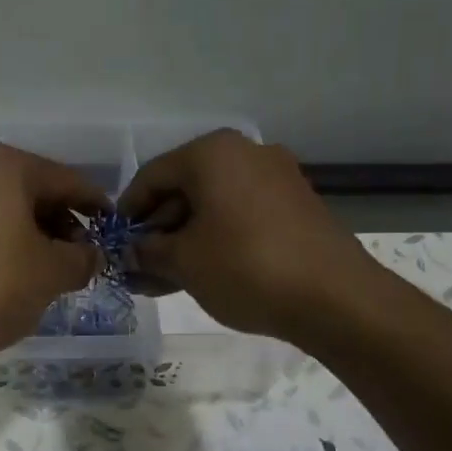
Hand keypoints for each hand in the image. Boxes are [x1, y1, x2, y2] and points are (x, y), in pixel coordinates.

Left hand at [0, 143, 105, 371]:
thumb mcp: (53, 273)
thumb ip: (83, 258)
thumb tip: (93, 256)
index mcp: (6, 167)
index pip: (67, 181)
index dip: (96, 206)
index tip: (115, 228)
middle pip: (34, 192)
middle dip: (64, 223)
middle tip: (84, 257)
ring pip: (7, 212)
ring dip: (36, 237)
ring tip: (54, 272)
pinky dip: (7, 246)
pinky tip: (18, 277)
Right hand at [118, 129, 371, 341]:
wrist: (334, 297)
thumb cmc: (245, 268)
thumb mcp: (184, 262)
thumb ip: (148, 253)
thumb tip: (131, 254)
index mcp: (212, 153)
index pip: (152, 176)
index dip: (128, 212)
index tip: (116, 245)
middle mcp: (246, 153)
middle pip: (184, 188)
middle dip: (158, 230)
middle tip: (140, 268)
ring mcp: (276, 178)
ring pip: (213, 206)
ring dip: (185, 240)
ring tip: (165, 280)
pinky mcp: (296, 206)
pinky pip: (241, 216)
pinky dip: (216, 240)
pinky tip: (203, 273)